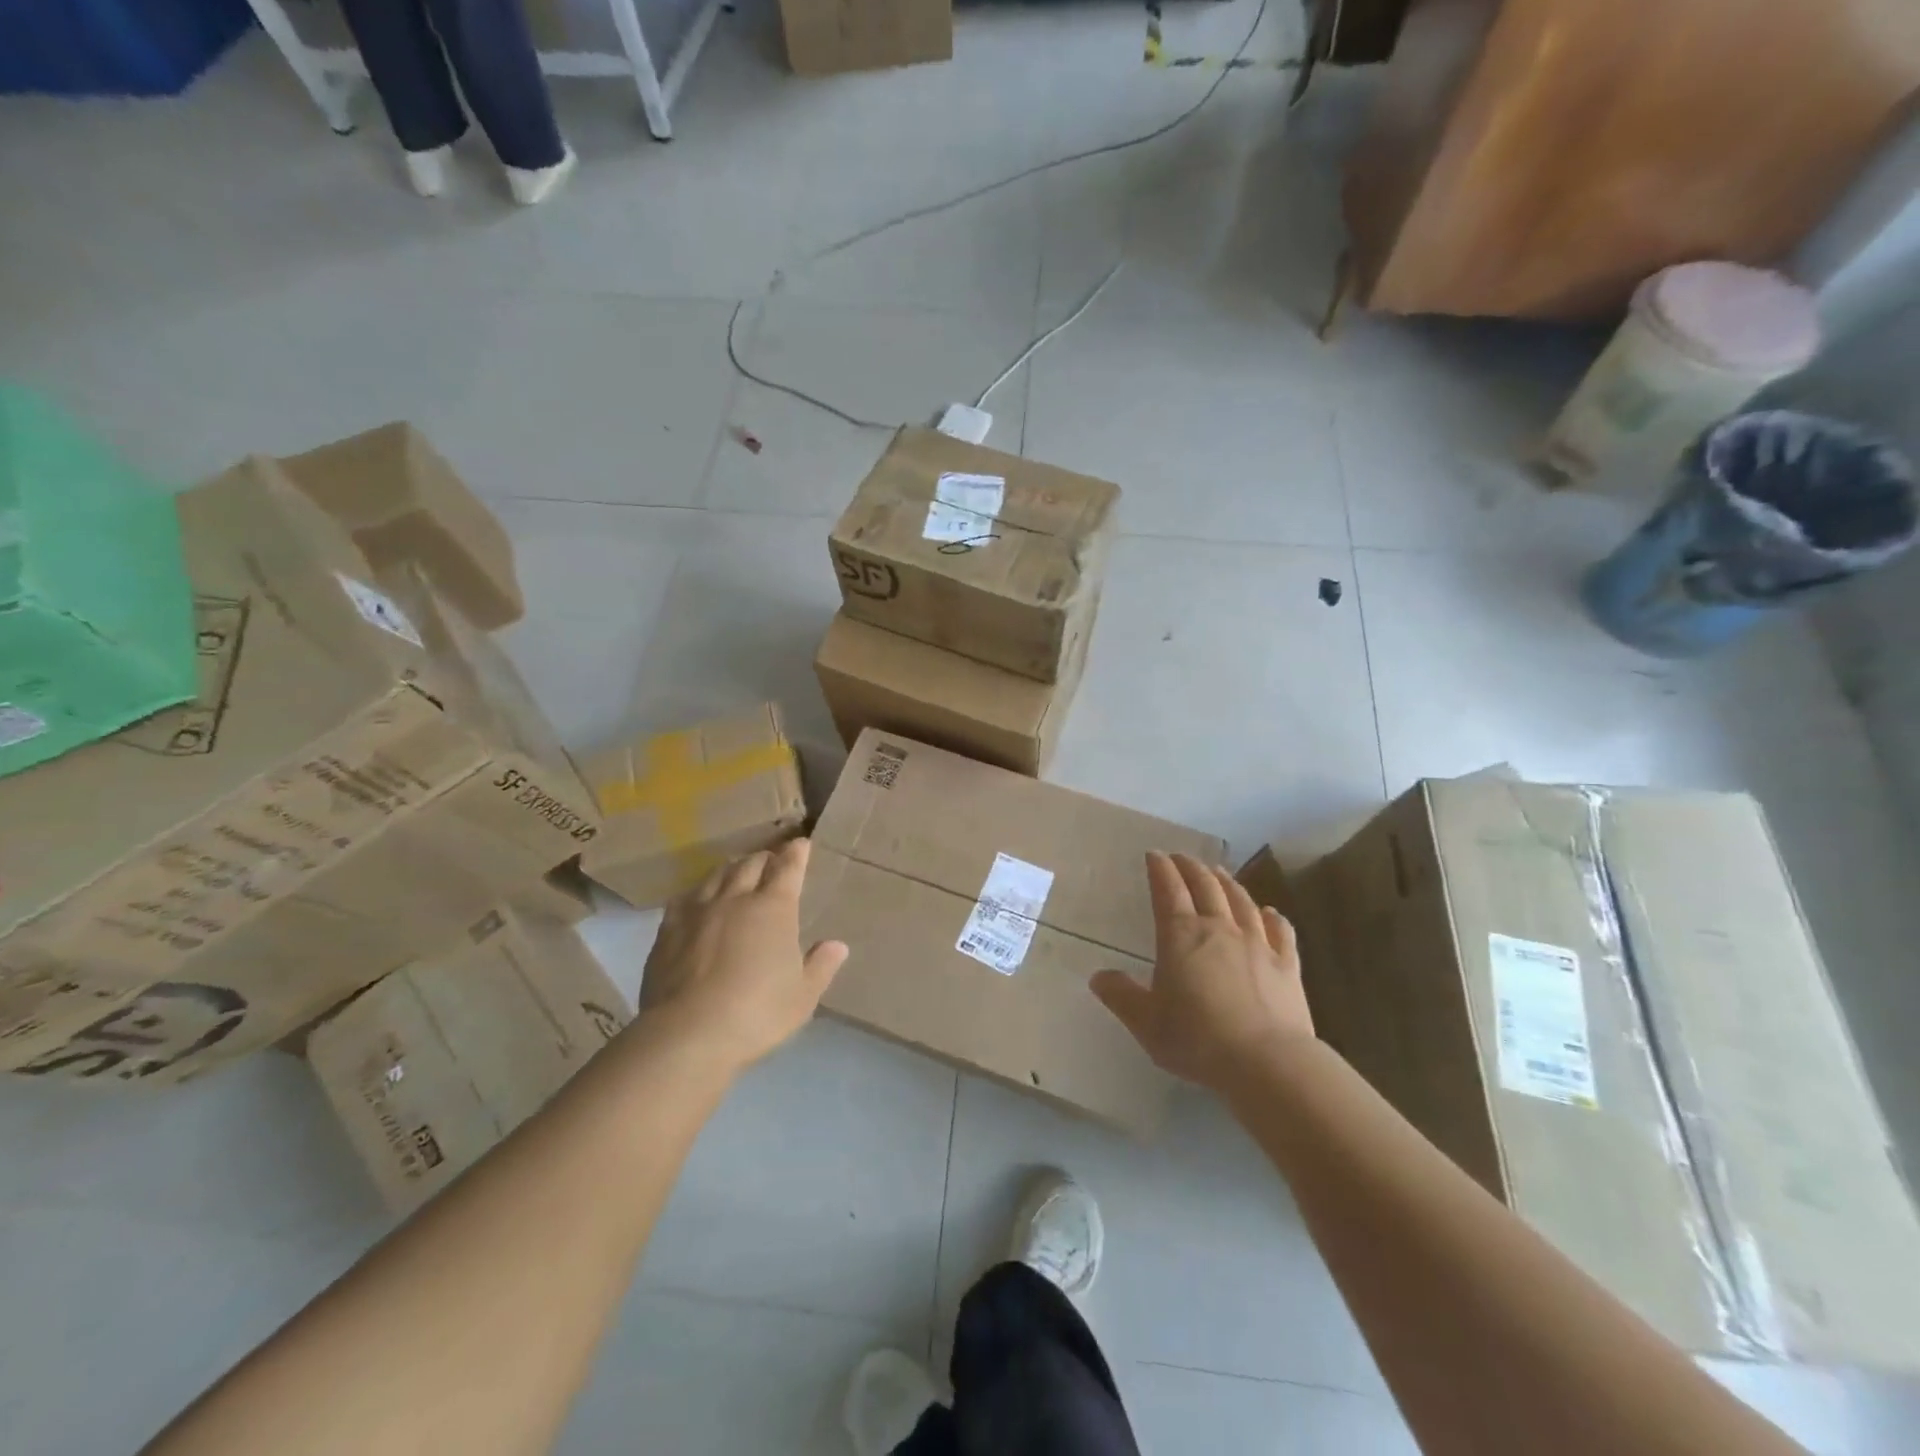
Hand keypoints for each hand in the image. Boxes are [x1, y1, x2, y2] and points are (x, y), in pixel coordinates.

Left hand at [636, 838, 848, 1072]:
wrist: (687, 1034)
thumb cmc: (756, 1013)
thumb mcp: (802, 997)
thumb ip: (820, 967)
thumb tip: (837, 945)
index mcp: (774, 909)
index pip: (788, 868)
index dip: (797, 853)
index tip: (801, 844)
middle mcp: (736, 898)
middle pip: (751, 864)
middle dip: (765, 858)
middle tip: (772, 861)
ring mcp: (698, 911)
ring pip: (717, 874)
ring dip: (733, 869)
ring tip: (738, 873)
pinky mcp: (668, 929)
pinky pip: (686, 898)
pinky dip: (700, 892)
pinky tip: (699, 900)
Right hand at [1091, 852, 1313, 1092]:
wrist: (1267, 1063)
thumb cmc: (1197, 1039)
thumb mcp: (1146, 1022)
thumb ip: (1121, 996)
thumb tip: (1098, 977)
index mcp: (1180, 935)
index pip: (1168, 889)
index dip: (1160, 869)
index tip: (1154, 855)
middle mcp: (1219, 928)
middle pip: (1205, 886)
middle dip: (1191, 867)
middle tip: (1181, 857)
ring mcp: (1258, 944)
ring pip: (1241, 901)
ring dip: (1227, 882)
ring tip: (1218, 872)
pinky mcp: (1287, 965)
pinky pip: (1280, 931)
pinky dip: (1273, 917)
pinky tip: (1270, 912)